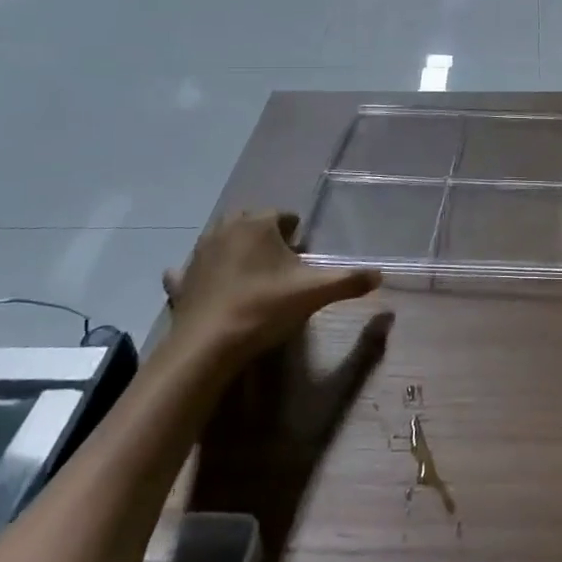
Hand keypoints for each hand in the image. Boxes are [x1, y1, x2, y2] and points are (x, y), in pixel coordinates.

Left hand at [163, 210, 380, 364]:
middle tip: (282, 262)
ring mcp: (198, 254)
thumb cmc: (264, 308)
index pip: (284, 216)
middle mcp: (226, 230)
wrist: (209, 345)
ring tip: (252, 273)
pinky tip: (205, 283)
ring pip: (220, 240)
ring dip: (235, 249)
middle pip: (250, 221)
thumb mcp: (315, 293)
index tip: (304, 254)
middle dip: (266, 235)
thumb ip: (350, 281)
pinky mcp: (181, 281)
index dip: (297, 233)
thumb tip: (381, 275)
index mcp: (258, 225)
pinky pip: (188, 269)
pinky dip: (197, 273)